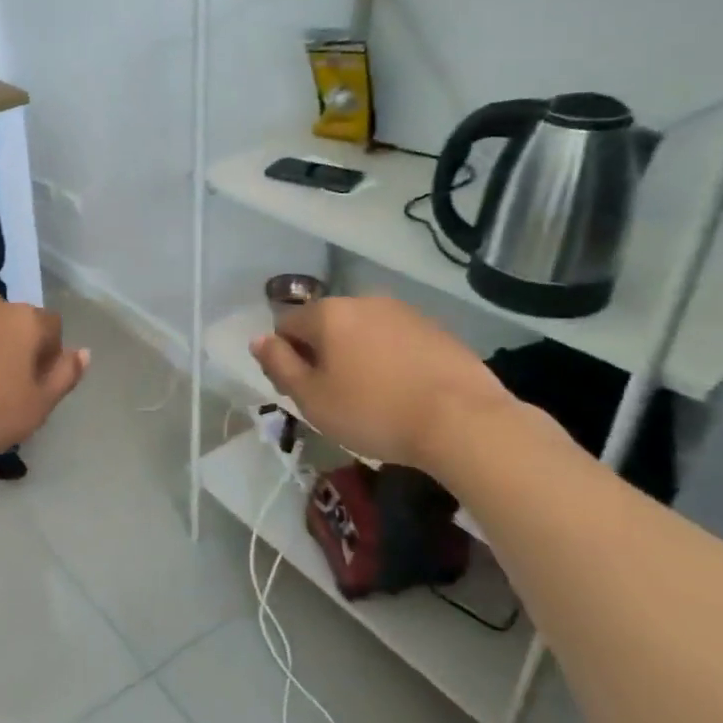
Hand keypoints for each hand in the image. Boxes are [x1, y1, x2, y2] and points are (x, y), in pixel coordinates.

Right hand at [251, 296, 513, 472]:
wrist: (464, 421)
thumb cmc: (374, 412)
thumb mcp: (312, 398)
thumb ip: (279, 365)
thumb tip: (258, 340)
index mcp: (328, 314)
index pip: (286, 326)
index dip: (285, 359)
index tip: (301, 392)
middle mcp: (364, 301)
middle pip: (325, 325)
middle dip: (322, 355)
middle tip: (333, 398)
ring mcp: (404, 312)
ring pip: (362, 332)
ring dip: (356, 356)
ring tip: (371, 397)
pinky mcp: (436, 329)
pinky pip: (395, 341)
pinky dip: (389, 360)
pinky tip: (403, 392)